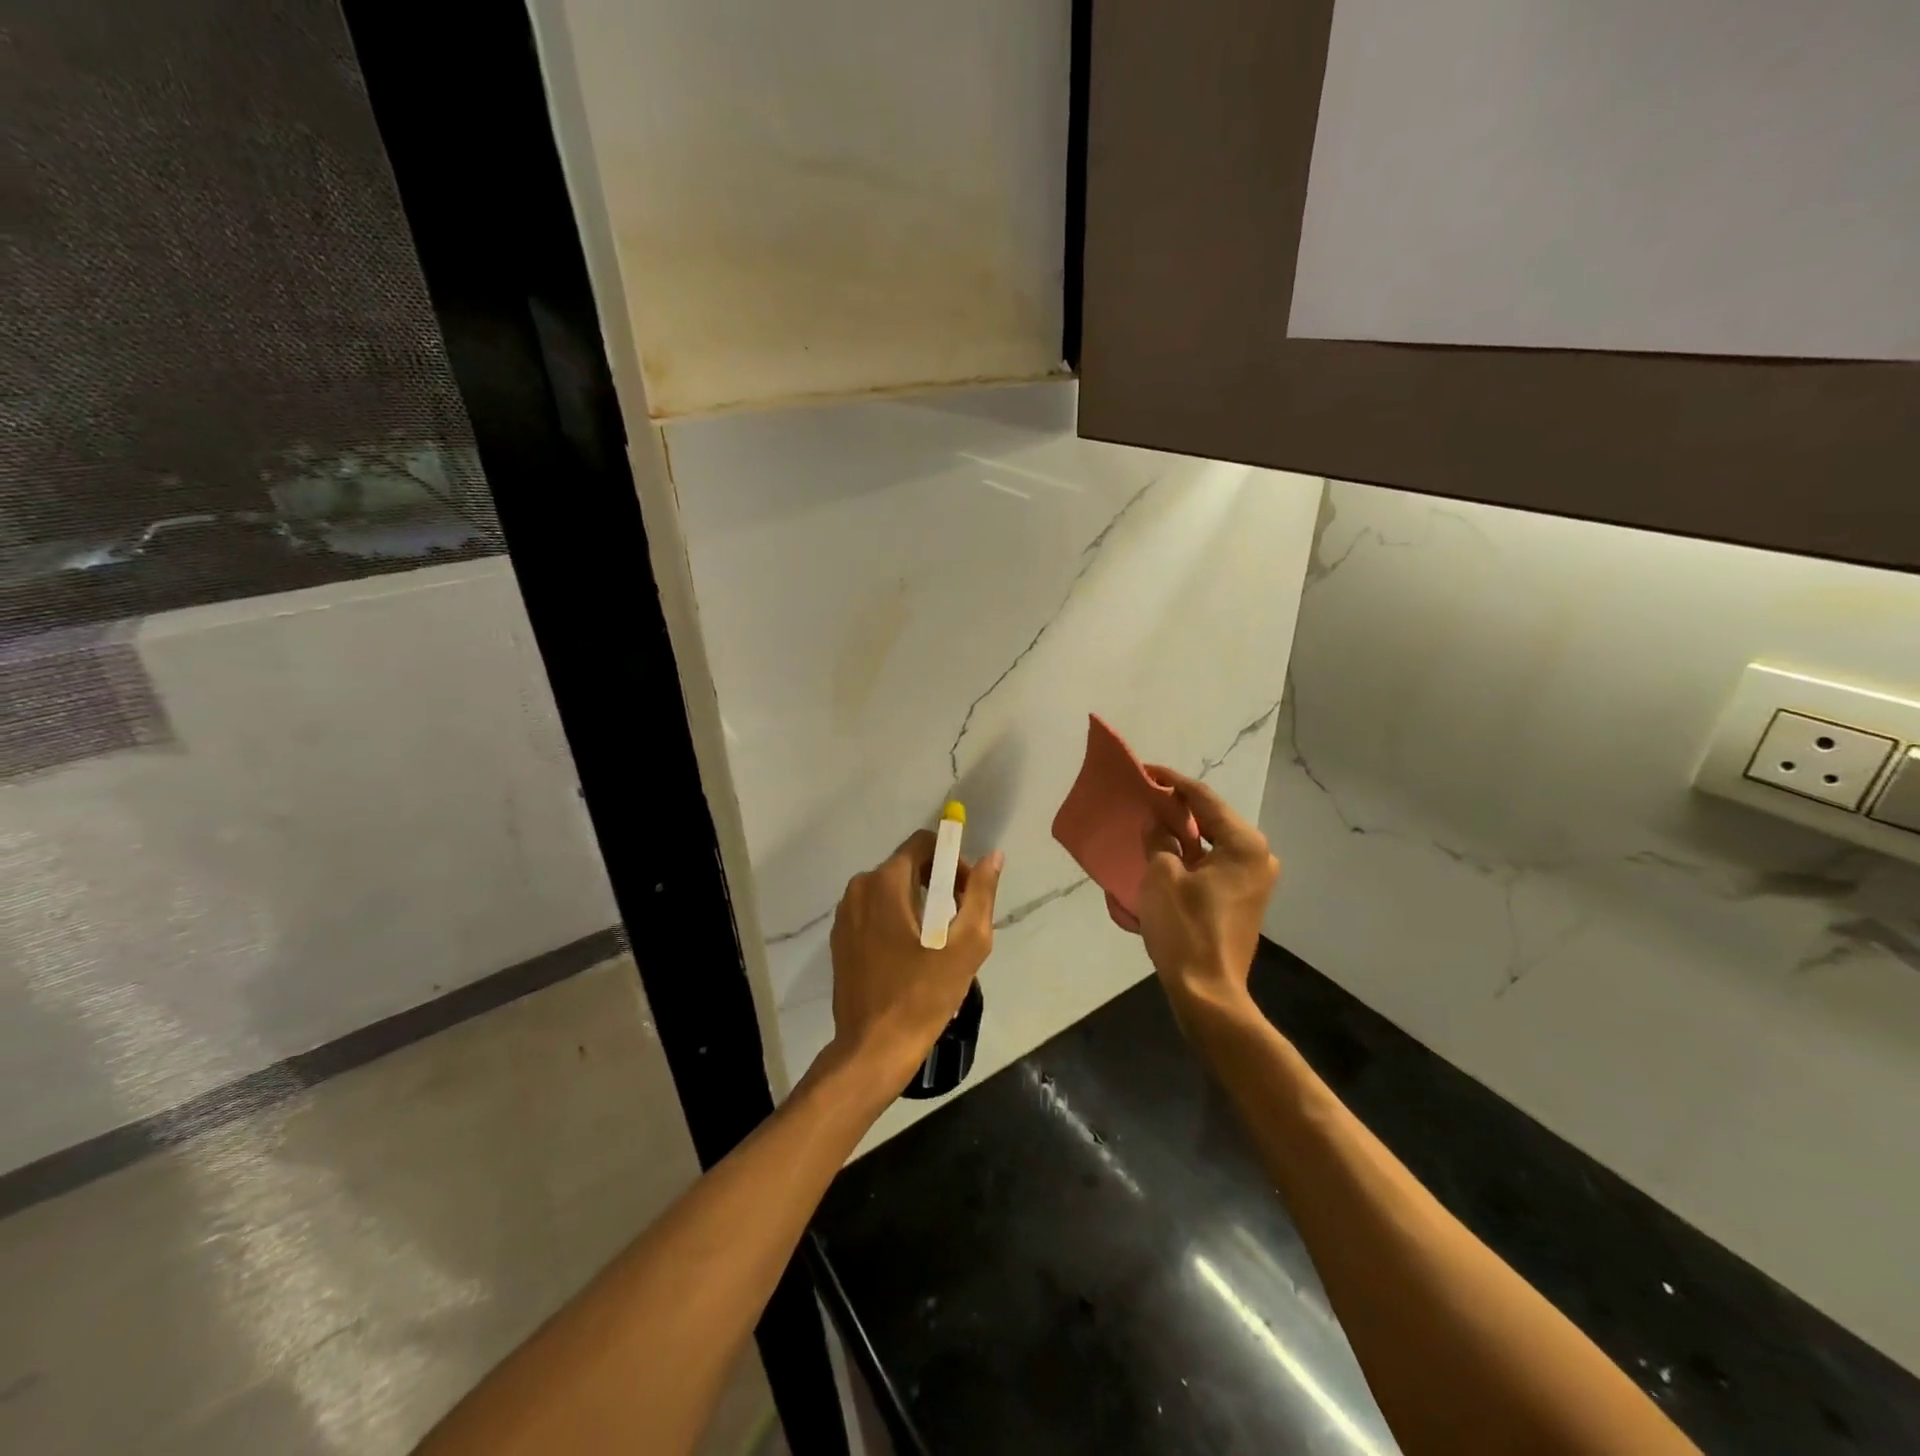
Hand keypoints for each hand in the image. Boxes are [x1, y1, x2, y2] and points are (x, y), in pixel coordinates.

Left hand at [825, 831, 1004, 1090]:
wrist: (874, 1047)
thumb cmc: (924, 994)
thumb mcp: (966, 943)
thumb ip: (981, 892)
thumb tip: (993, 856)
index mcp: (885, 882)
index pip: (924, 843)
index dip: (951, 861)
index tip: (965, 894)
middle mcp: (859, 888)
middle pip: (907, 866)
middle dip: (937, 884)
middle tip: (957, 923)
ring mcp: (844, 914)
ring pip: (891, 890)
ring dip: (918, 904)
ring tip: (937, 944)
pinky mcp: (840, 938)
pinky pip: (875, 912)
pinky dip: (896, 921)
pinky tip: (911, 957)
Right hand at [1136, 768, 1278, 1021]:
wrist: (1207, 991)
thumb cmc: (1185, 928)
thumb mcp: (1161, 875)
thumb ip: (1159, 839)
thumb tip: (1158, 822)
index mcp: (1244, 844)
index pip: (1204, 799)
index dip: (1172, 782)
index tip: (1145, 770)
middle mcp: (1258, 856)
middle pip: (1212, 819)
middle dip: (1178, 807)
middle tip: (1145, 797)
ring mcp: (1255, 881)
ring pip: (1213, 843)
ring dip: (1183, 833)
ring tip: (1151, 823)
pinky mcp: (1244, 900)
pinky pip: (1214, 864)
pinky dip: (1191, 856)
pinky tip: (1165, 855)